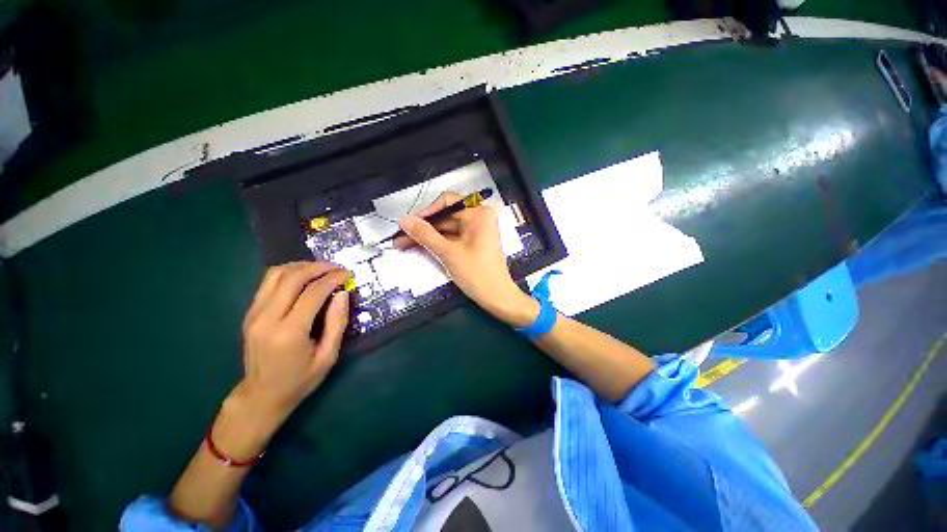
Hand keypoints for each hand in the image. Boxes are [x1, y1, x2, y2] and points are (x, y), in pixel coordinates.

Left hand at [226, 262, 350, 446]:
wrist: (262, 395)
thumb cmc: (301, 379)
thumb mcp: (328, 356)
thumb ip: (337, 323)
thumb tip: (342, 293)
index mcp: (289, 333)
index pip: (313, 293)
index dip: (333, 279)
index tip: (348, 273)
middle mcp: (267, 318)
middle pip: (292, 278)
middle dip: (318, 267)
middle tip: (337, 267)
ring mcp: (254, 314)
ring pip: (275, 275)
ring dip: (301, 266)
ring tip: (321, 268)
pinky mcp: (250, 313)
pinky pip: (268, 283)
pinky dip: (288, 273)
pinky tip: (303, 276)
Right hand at [397, 192, 538, 326]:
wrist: (497, 297)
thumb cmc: (476, 274)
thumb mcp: (448, 252)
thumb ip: (425, 234)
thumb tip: (404, 220)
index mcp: (479, 213)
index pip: (447, 202)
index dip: (426, 212)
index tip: (408, 223)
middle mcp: (479, 217)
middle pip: (446, 216)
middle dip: (423, 227)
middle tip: (401, 236)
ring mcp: (476, 230)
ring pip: (447, 228)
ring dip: (427, 236)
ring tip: (403, 243)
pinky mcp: (473, 242)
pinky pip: (452, 237)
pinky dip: (437, 242)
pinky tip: (419, 246)